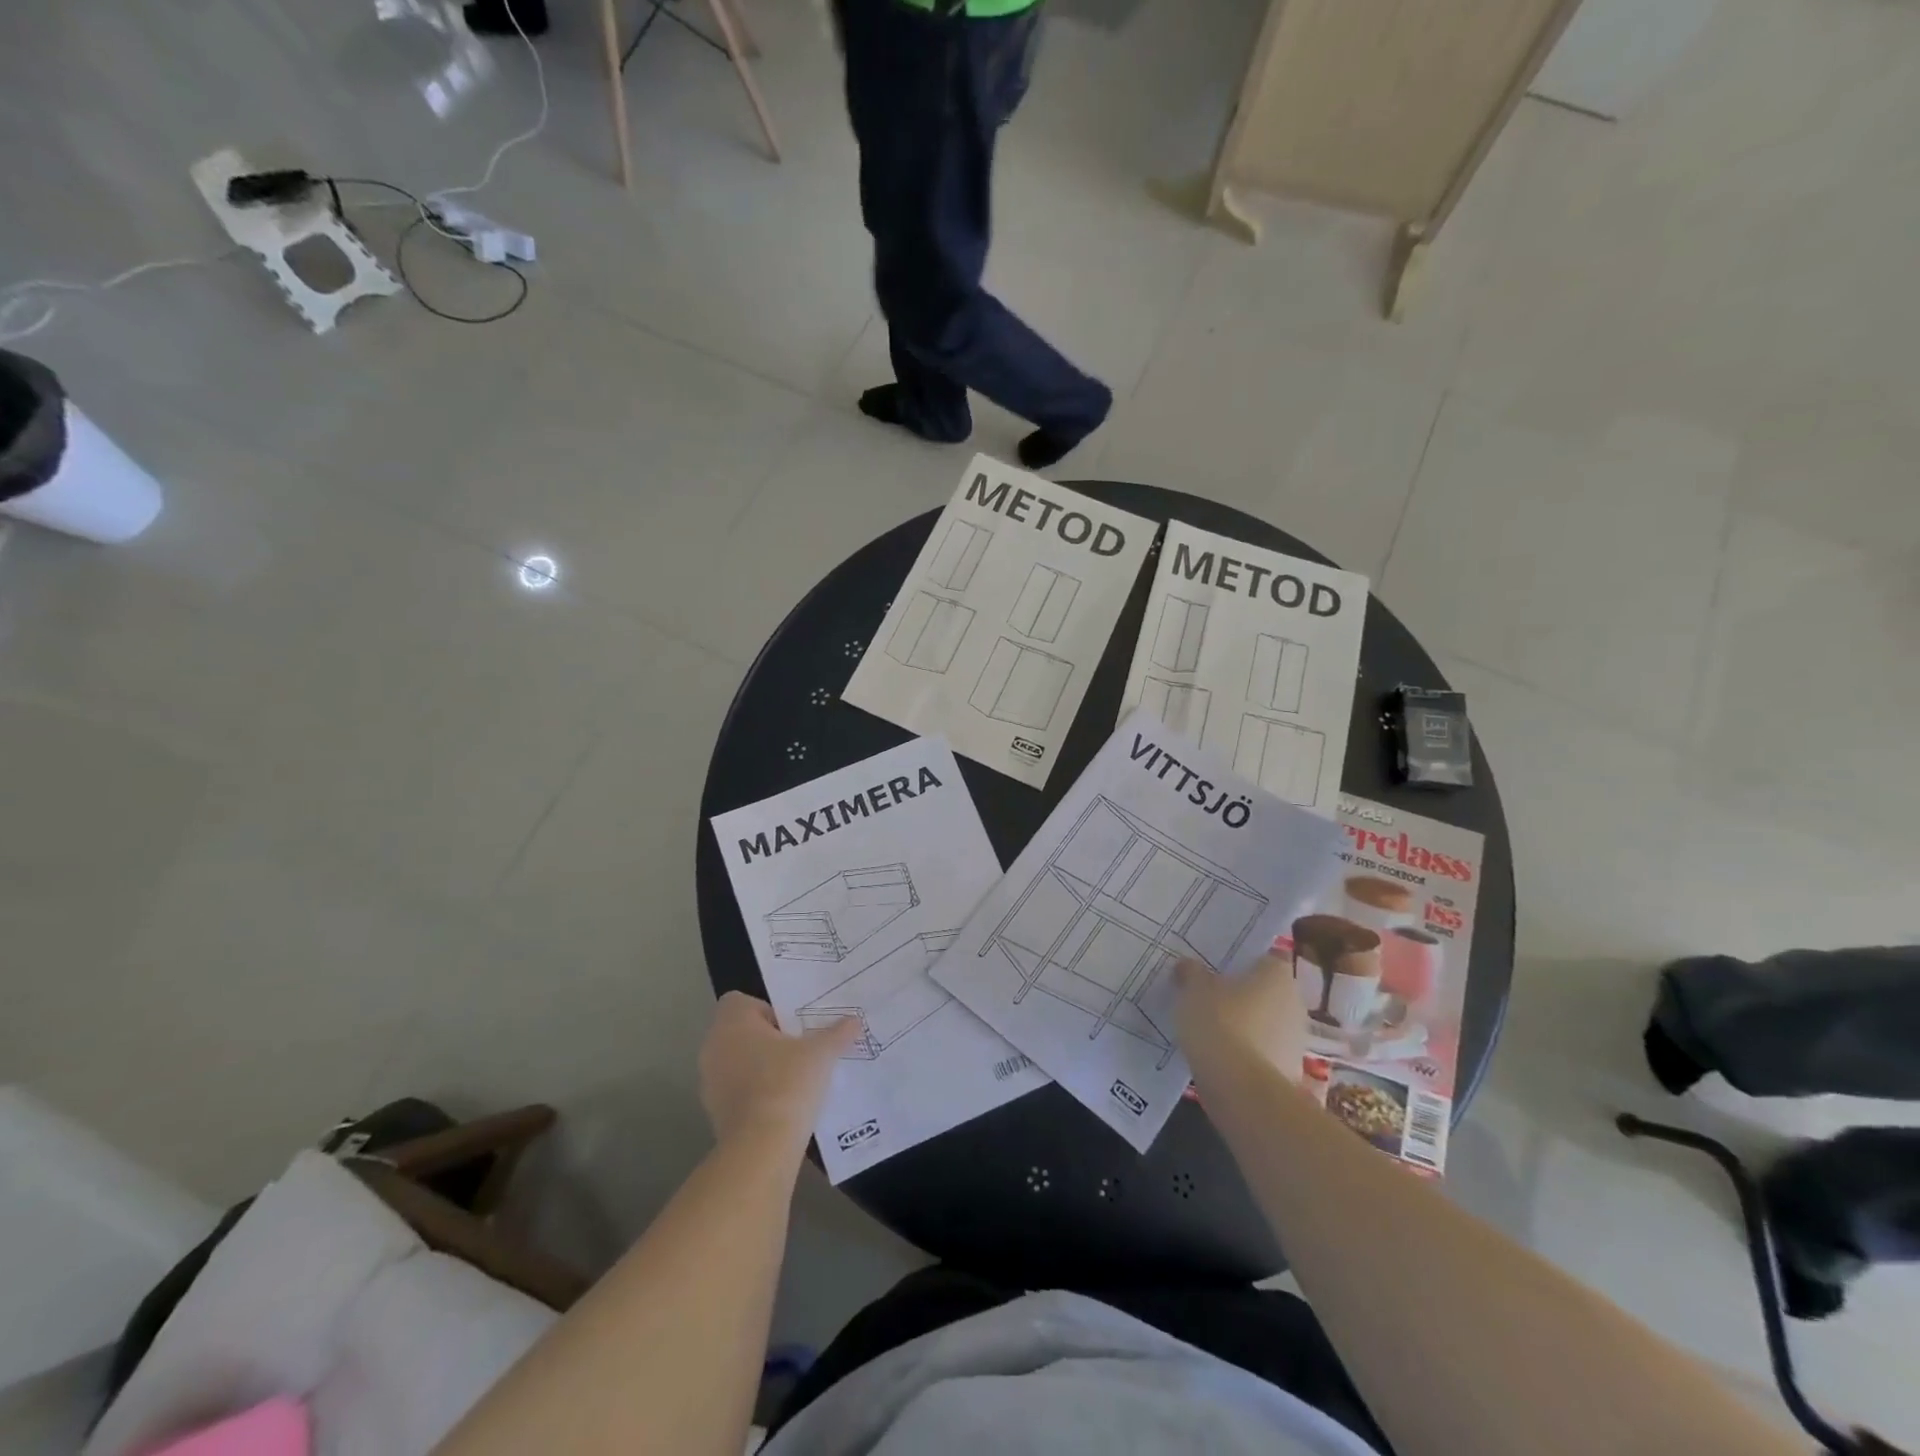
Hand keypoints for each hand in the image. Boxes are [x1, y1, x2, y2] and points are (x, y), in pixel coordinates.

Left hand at [699, 992, 857, 1151]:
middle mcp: (713, 1046)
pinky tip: (782, 1105)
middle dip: (768, 1040)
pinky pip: (736, 1091)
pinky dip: (755, 1094)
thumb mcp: (821, 1053)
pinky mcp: (713, 1113)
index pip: (741, 1001)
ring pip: (737, 1063)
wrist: (761, 1147)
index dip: (767, 1010)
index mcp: (732, 1022)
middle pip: (741, 1032)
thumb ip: (837, 1033)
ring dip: (761, 1068)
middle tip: (799, 1050)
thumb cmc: (787, 1083)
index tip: (791, 1027)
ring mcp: (709, 1082)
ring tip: (794, 1079)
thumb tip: (855, 1021)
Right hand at [1173, 953, 1306, 1086]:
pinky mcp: (1290, 1072)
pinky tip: (1220, 1059)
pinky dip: (1246, 1054)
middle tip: (1209, 998)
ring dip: (1245, 1027)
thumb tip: (1187, 965)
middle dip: (1242, 996)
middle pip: (1265, 992)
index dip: (1240, 963)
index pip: (1263, 958)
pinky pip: (1263, 1053)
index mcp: (1277, 974)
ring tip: (1211, 1032)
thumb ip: (1191, 973)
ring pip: (1265, 1024)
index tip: (1217, 970)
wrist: (1241, 1089)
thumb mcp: (1193, 990)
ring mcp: (1296, 1040)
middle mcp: (1295, 1002)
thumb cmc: (1219, 1023)